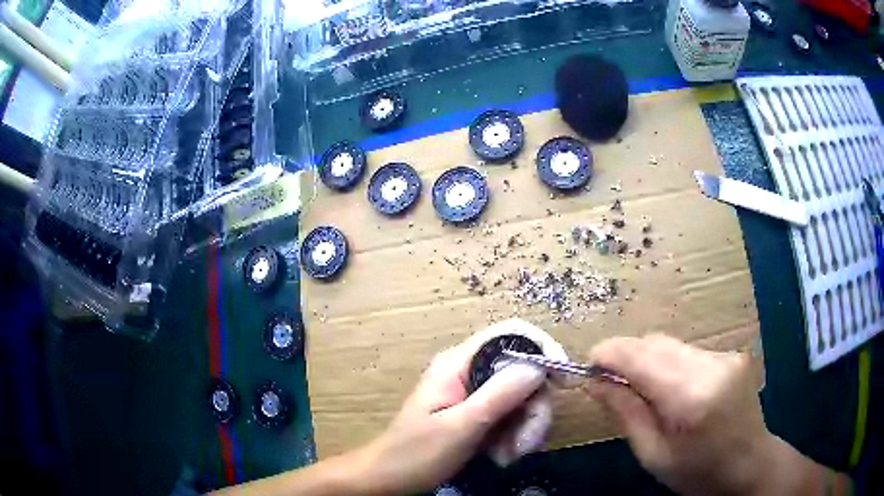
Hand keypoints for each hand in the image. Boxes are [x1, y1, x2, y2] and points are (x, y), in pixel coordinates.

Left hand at [357, 319, 564, 494]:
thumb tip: (537, 367)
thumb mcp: (459, 427)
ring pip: (524, 398)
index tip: (562, 383)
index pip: (512, 334)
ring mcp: (478, 394)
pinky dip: (516, 437)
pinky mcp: (481, 414)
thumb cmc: (415, 453)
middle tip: (524, 445)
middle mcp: (472, 371)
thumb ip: (498, 395)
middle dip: (534, 409)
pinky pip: (514, 416)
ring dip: (525, 429)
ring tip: (506, 456)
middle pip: (524, 373)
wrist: (390, 479)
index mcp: (459, 363)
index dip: (543, 350)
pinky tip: (501, 456)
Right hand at [585, 334, 774, 495]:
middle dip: (625, 355)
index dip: (609, 353)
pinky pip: (687, 351)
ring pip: (670, 344)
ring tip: (636, 387)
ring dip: (646, 359)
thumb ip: (626, 413)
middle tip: (606, 380)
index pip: (642, 358)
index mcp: (692, 397)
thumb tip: (595, 382)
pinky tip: (667, 388)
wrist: (750, 464)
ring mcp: (725, 355)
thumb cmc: (698, 472)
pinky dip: (667, 363)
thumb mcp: (653, 455)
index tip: (587, 364)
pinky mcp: (730, 354)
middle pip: (656, 344)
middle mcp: (711, 365)